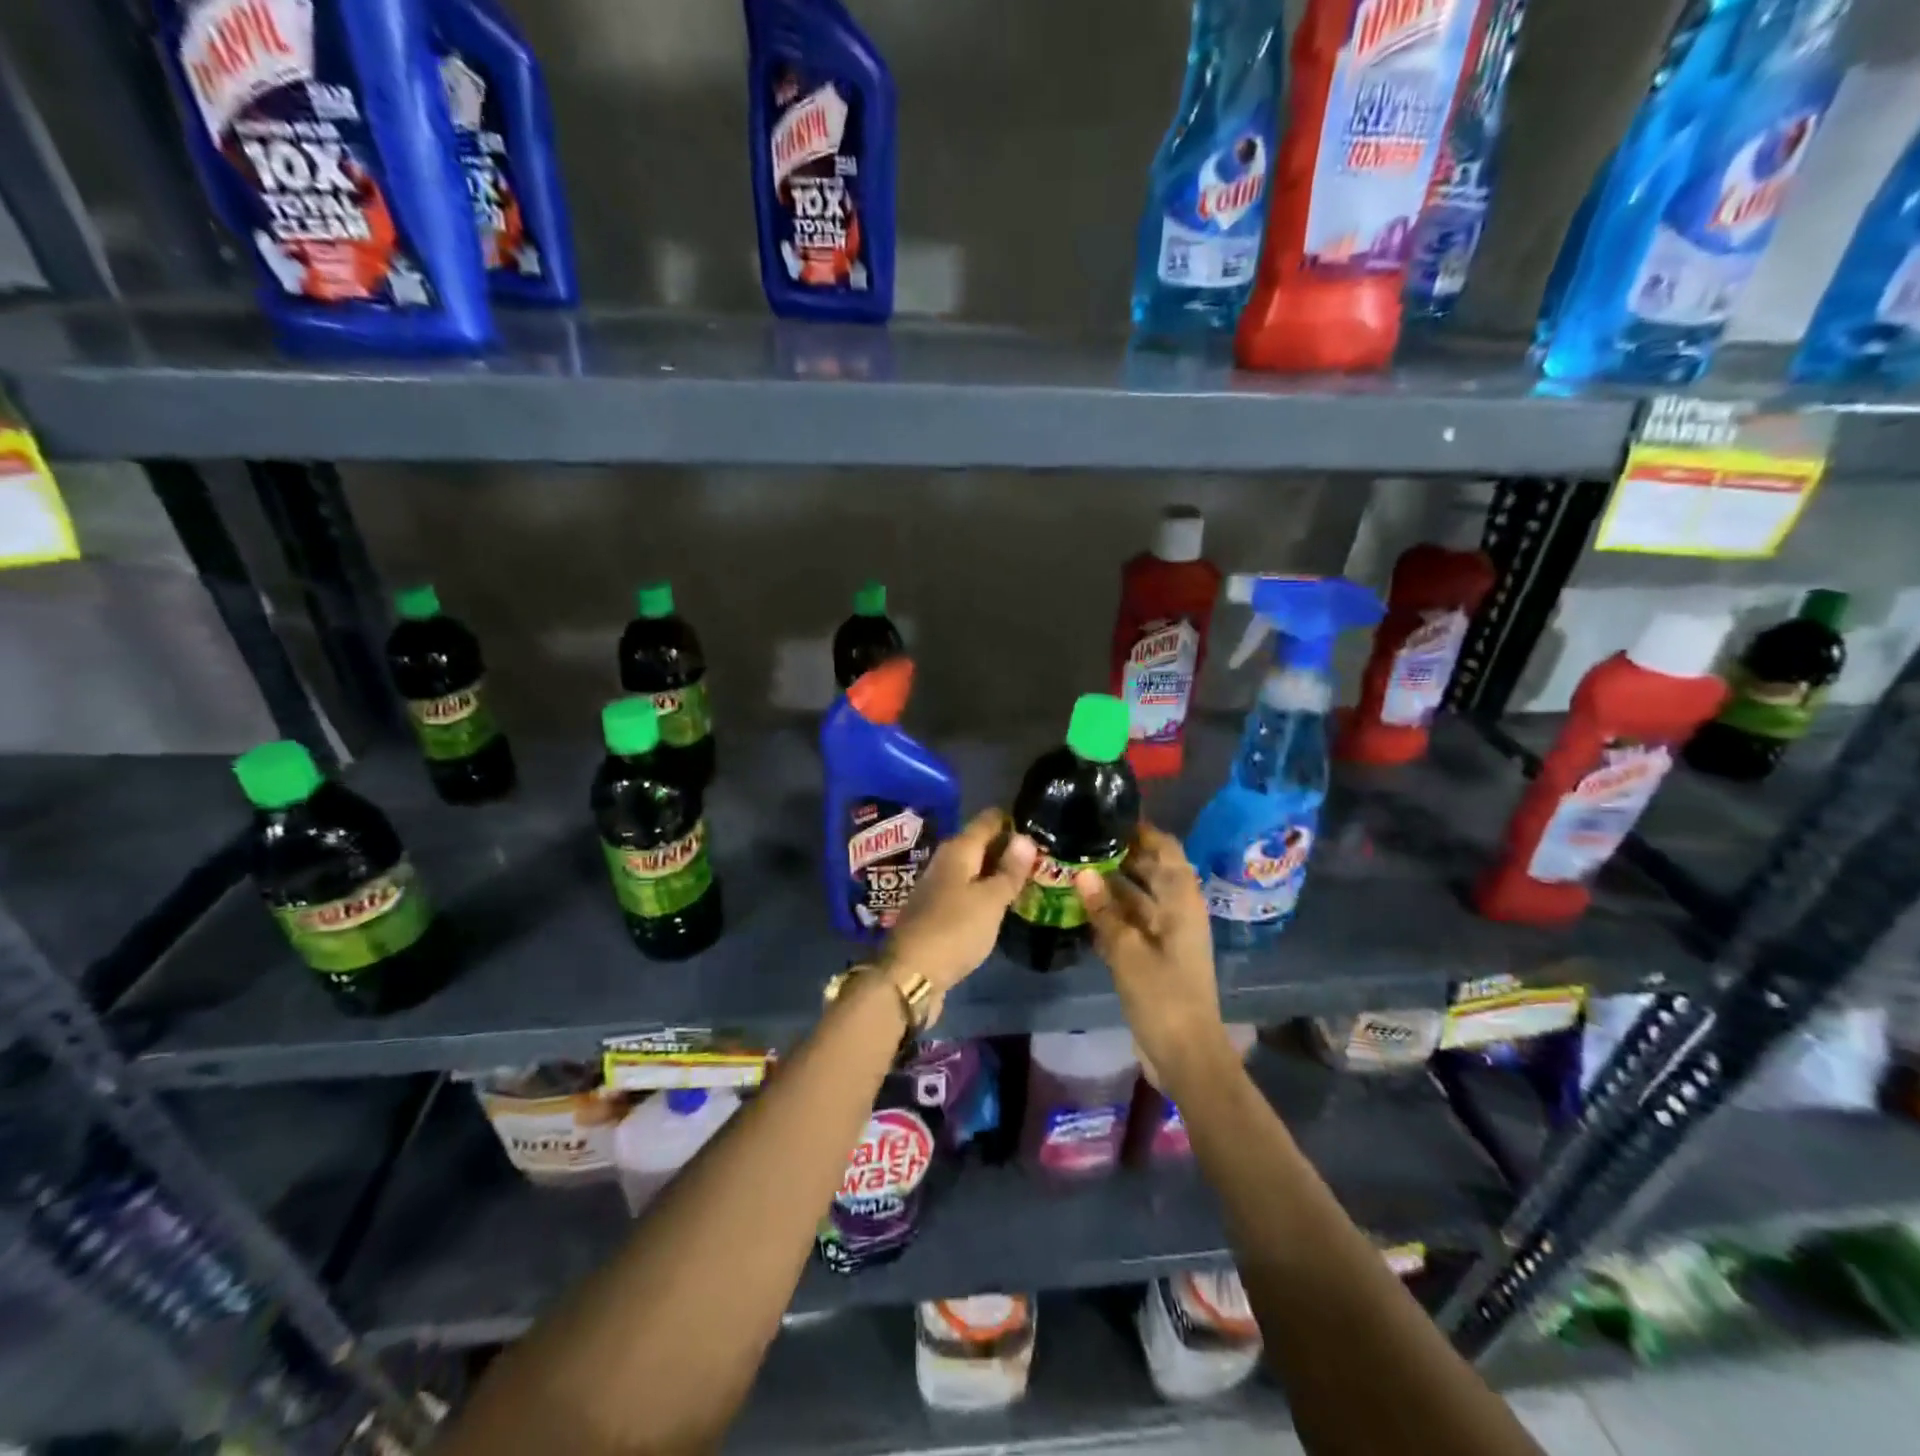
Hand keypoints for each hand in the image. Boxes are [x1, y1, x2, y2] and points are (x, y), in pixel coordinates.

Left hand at [881, 809, 1036, 999]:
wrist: (909, 974)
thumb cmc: (955, 930)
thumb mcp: (991, 900)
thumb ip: (1009, 870)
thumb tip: (1025, 837)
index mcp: (958, 849)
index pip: (989, 820)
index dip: (1014, 822)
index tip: (1041, 830)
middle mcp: (945, 861)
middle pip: (980, 843)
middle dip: (1008, 849)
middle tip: (1042, 858)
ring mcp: (937, 886)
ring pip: (972, 869)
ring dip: (996, 873)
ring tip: (1028, 880)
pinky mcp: (935, 911)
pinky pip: (965, 891)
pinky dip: (983, 893)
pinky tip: (1000, 906)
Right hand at [1074, 822, 1232, 1091]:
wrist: (1186, 1054)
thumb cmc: (1163, 997)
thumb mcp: (1128, 952)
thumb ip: (1104, 910)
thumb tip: (1082, 872)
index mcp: (1181, 900)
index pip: (1165, 849)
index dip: (1141, 829)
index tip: (1106, 813)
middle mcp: (1177, 909)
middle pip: (1150, 868)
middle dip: (1119, 853)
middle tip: (1079, 838)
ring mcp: (1166, 932)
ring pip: (1138, 894)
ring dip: (1111, 882)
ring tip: (1072, 865)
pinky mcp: (1155, 953)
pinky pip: (1132, 920)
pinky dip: (1111, 910)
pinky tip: (1080, 904)